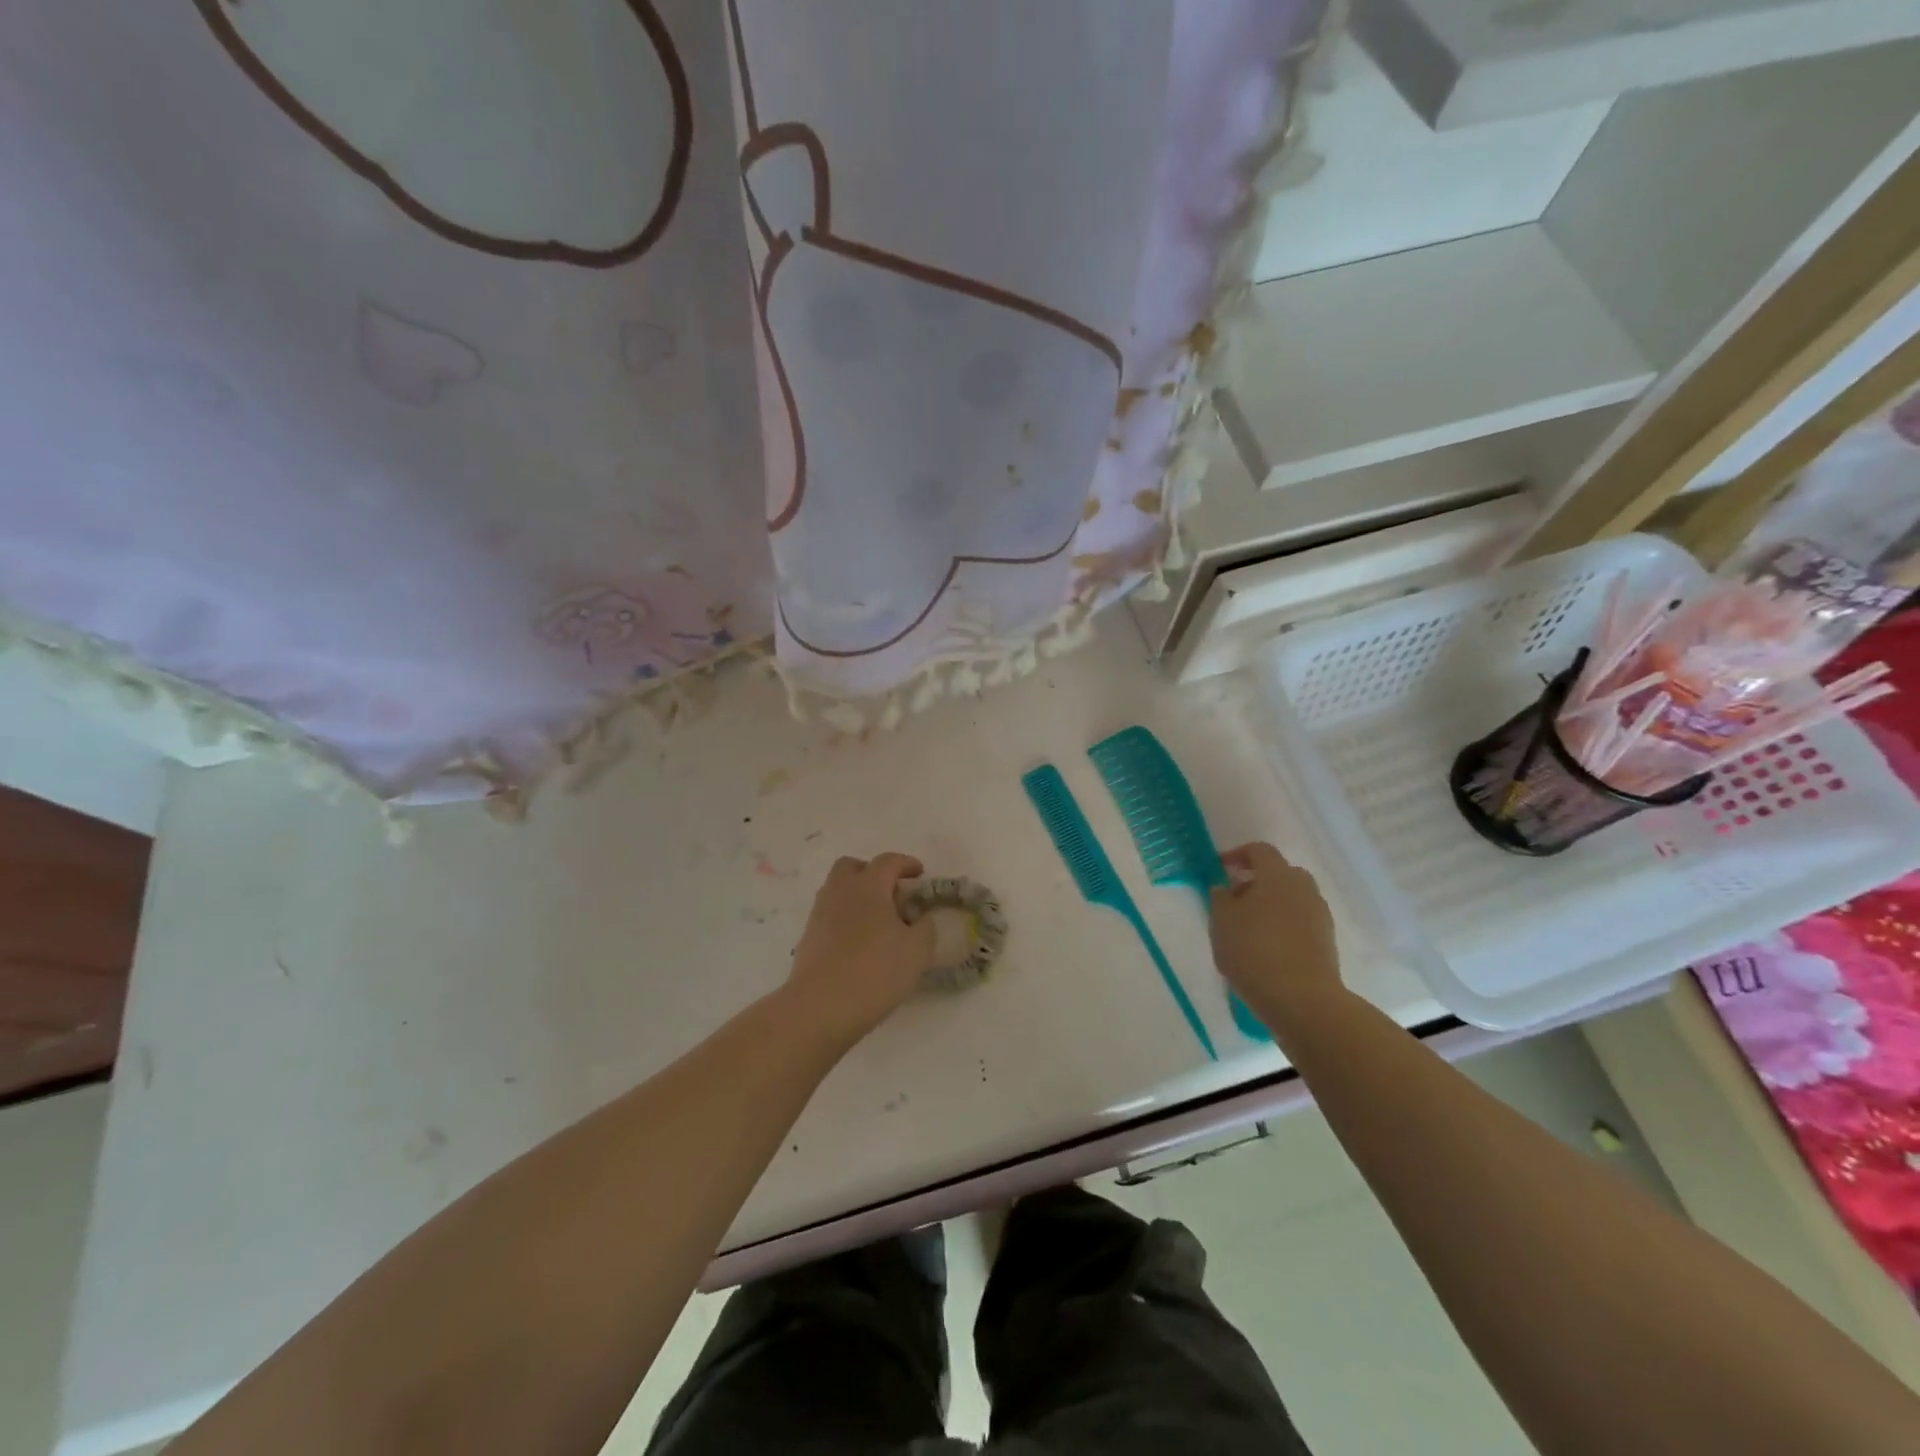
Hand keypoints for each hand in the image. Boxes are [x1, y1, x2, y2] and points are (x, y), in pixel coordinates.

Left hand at [783, 853, 935, 1047]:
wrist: (820, 1007)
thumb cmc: (875, 971)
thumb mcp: (917, 951)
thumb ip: (925, 928)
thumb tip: (920, 919)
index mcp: (868, 886)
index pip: (888, 861)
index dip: (906, 863)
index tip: (919, 873)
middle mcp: (840, 892)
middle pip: (852, 867)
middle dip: (872, 873)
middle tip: (891, 893)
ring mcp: (819, 914)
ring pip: (837, 891)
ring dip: (857, 896)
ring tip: (877, 921)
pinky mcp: (808, 938)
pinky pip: (829, 916)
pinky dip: (845, 919)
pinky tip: (859, 943)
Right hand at [1209, 842, 1344, 1031]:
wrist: (1302, 1000)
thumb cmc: (1254, 951)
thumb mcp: (1221, 921)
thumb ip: (1220, 898)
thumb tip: (1226, 888)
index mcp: (1278, 876)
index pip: (1260, 851)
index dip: (1237, 855)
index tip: (1220, 868)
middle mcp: (1304, 889)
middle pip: (1280, 873)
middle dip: (1257, 881)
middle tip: (1235, 900)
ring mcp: (1319, 916)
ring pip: (1291, 899)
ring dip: (1270, 906)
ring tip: (1248, 929)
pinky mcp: (1327, 942)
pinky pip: (1300, 922)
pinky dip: (1283, 927)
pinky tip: (1266, 949)